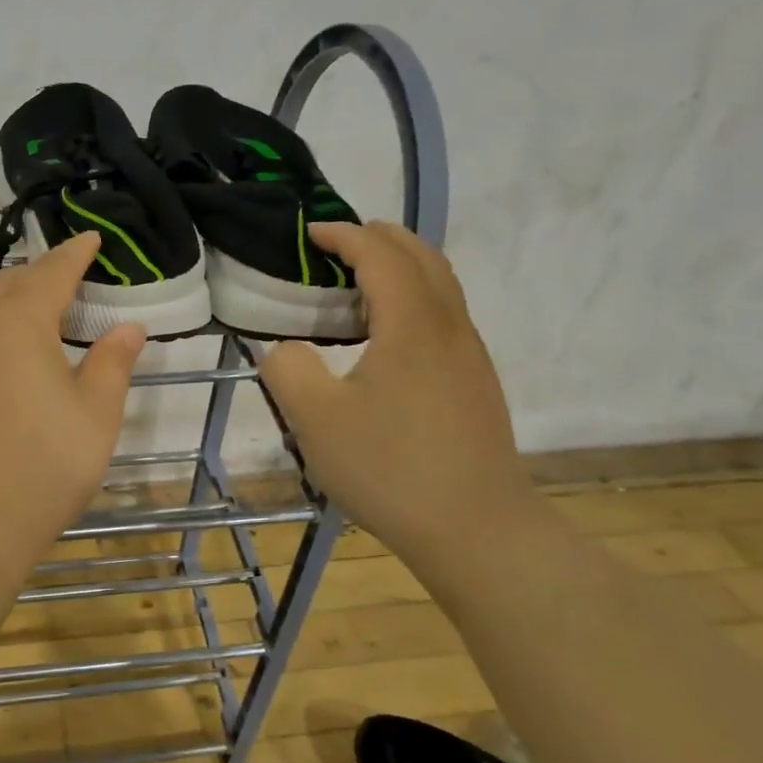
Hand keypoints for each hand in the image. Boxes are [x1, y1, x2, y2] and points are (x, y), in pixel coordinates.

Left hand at [0, 233, 145, 572]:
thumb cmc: (41, 470)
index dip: (73, 255)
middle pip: (2, 285)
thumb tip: (129, 328)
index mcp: (19, 323)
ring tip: (0, 320)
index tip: (89, 241)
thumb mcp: (96, 418)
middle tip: (57, 289)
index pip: (51, 273)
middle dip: (32, 280)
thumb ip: (113, 365)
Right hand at [260, 222, 536, 565]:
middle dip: (379, 238)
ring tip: (357, 284)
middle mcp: (450, 326)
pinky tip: (385, 335)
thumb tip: (285, 348)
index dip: (344, 235)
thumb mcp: (315, 420)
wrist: (477, 529)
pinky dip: (413, 298)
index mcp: (412, 323)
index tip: (310, 233)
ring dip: (400, 267)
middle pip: (422, 255)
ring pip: (440, 285)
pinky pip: (444, 315)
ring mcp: (470, 355)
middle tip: (337, 245)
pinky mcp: (475, 382)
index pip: (380, 254)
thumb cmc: (390, 468)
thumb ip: (287, 369)